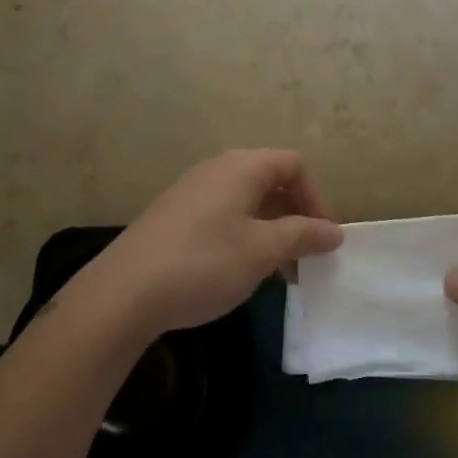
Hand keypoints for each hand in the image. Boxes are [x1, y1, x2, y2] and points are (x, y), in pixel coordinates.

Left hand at [80, 150, 342, 338]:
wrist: (125, 292)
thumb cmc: (204, 263)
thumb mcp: (262, 251)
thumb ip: (302, 235)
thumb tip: (333, 231)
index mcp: (242, 167)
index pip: (295, 165)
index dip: (318, 198)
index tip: (326, 238)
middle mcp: (217, 169)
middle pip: (271, 180)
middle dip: (297, 216)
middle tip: (308, 256)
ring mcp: (192, 191)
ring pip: (248, 201)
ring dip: (272, 230)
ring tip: (281, 272)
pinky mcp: (175, 216)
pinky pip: (225, 215)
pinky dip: (245, 236)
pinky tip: (243, 271)